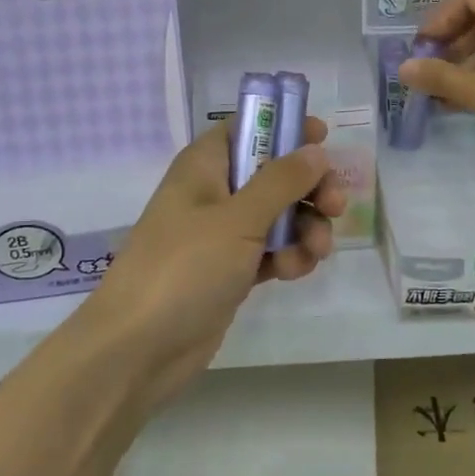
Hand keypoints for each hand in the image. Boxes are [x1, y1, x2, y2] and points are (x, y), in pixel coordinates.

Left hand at [87, 117, 344, 406]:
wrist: (138, 349)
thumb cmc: (184, 267)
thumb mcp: (237, 218)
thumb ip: (281, 181)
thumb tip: (315, 149)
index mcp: (205, 166)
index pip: (248, 128)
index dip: (285, 126)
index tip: (324, 137)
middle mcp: (214, 193)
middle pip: (274, 173)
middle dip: (308, 187)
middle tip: (335, 205)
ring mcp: (222, 235)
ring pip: (279, 216)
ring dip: (305, 228)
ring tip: (316, 251)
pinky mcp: (231, 271)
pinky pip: (271, 251)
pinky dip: (288, 257)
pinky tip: (294, 273)